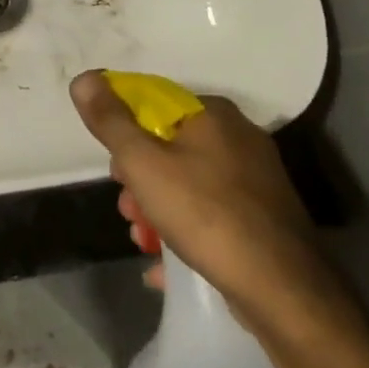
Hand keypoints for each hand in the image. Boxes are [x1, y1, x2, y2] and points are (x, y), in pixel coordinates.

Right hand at [69, 71, 344, 331]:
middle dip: (139, 179)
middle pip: (169, 146)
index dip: (125, 132)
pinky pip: (211, 213)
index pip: (154, 103)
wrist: (283, 290)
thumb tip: (84, 77)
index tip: (115, 169)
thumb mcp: (143, 164)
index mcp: (213, 114)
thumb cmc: (205, 214)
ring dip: (156, 208)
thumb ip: (110, 121)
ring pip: (188, 183)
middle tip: (128, 208)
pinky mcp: (264, 217)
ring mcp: (256, 179)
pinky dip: (184, 230)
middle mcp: (239, 137)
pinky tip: (164, 262)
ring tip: (144, 240)